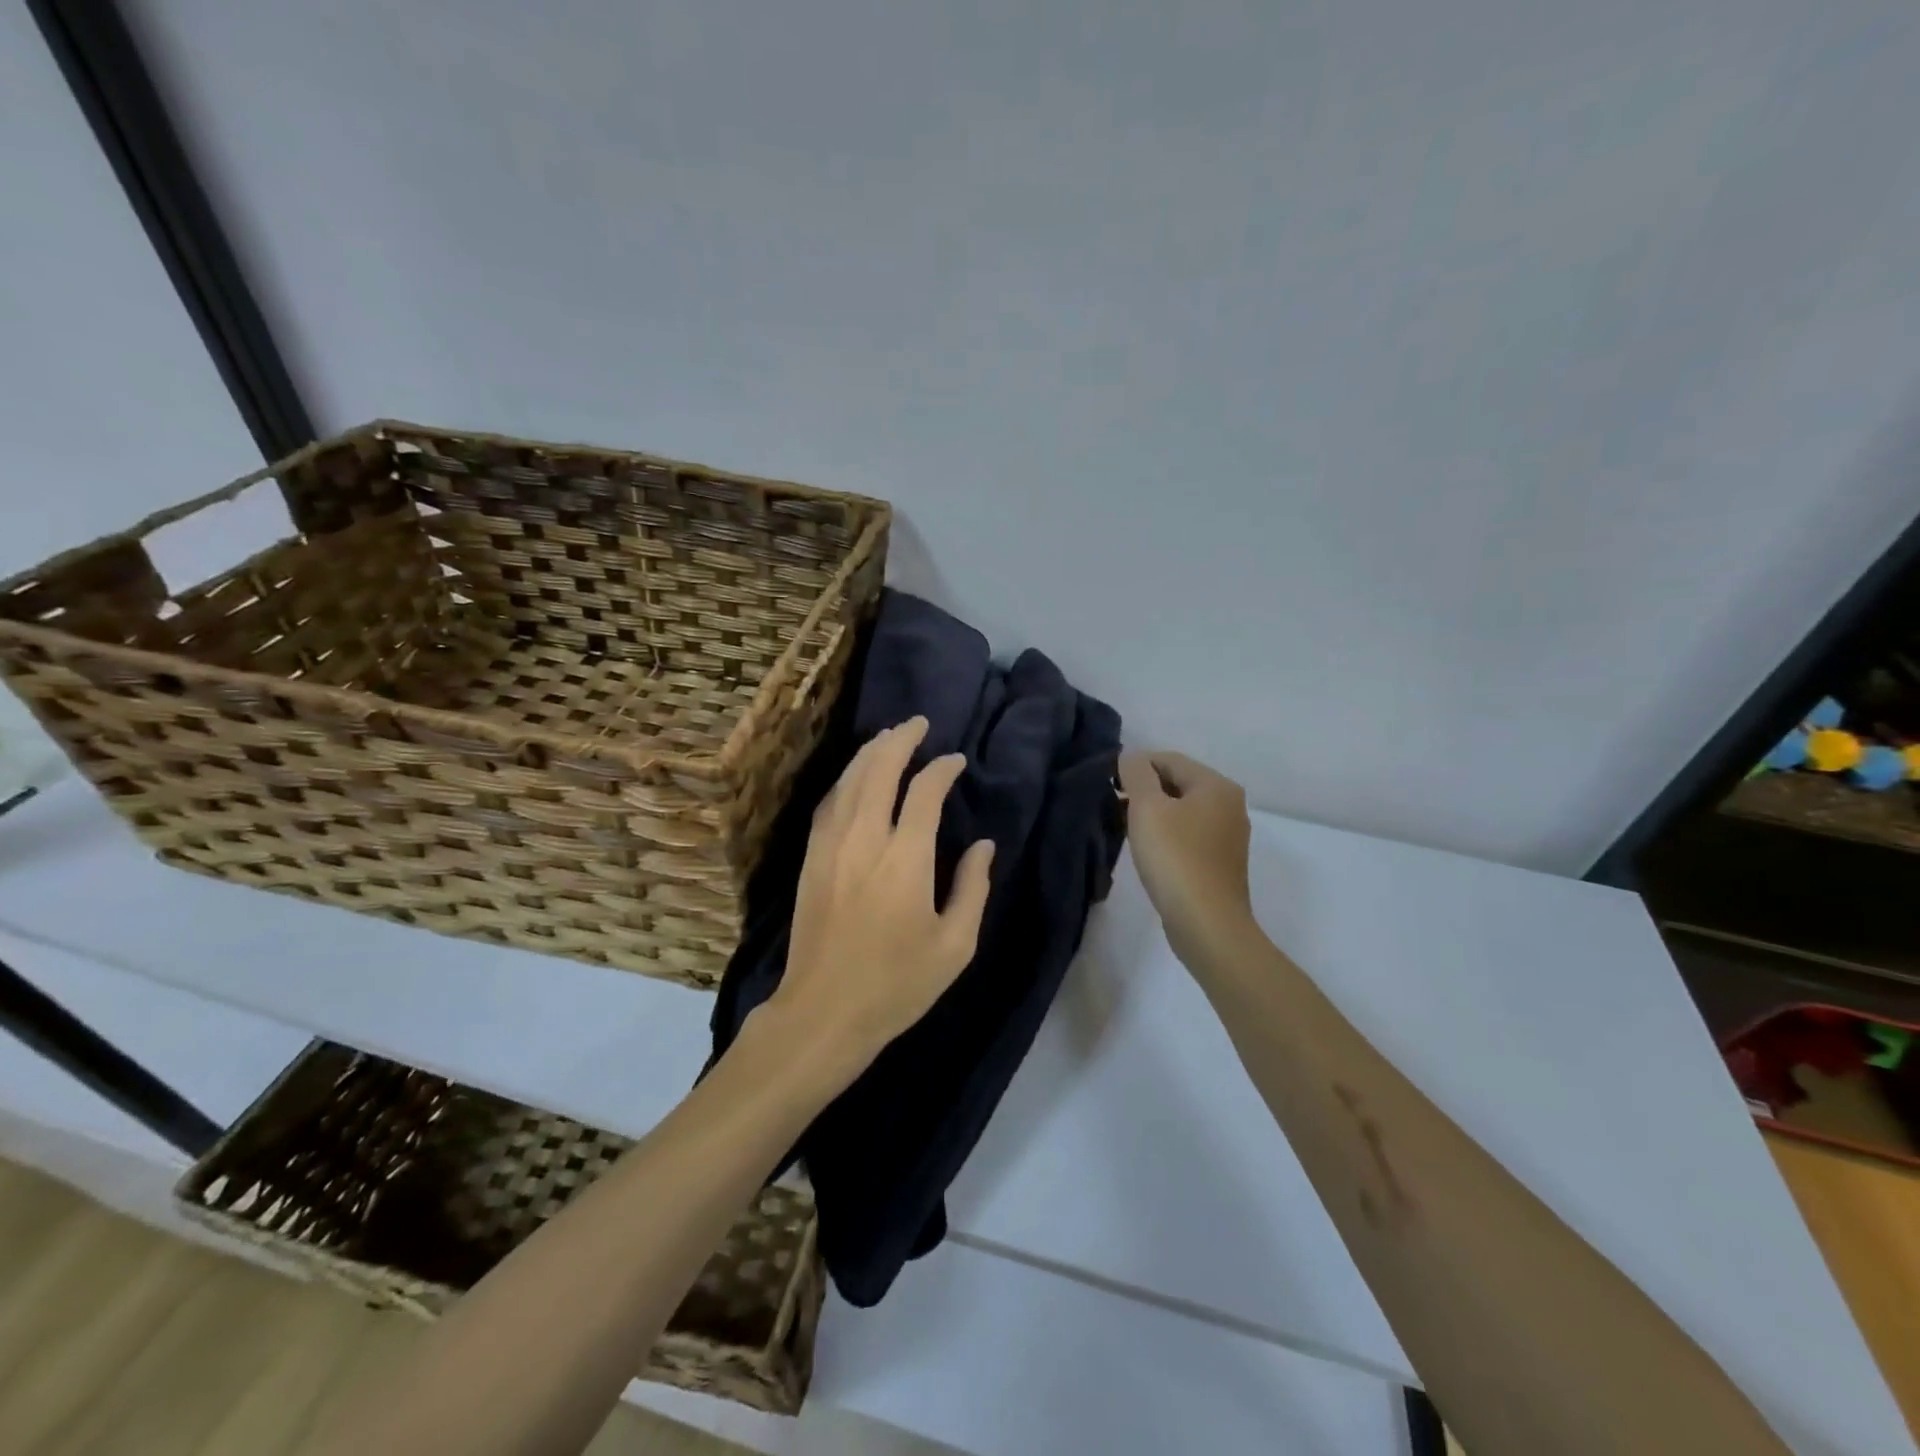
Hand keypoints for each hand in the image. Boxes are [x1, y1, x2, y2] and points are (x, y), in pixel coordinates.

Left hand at [770, 716, 994, 1068]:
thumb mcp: (955, 945)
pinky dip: (845, 780)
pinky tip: (854, 776)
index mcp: (905, 859)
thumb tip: (983, 846)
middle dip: (900, 740)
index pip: (924, 792)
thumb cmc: (897, 984)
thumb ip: (973, 888)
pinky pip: (828, 803)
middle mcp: (864, 840)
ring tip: (889, 737)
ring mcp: (831, 846)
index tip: (956, 761)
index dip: (942, 769)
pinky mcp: (810, 859)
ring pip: (849, 781)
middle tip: (918, 724)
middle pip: (879, 770)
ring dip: (870, 753)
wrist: (823, 1012)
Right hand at [1118, 749, 1256, 966]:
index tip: (1109, 785)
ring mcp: (1228, 836)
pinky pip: (1187, 835)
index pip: (1169, 759)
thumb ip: (1136, 774)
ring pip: (1182, 811)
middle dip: (1143, 790)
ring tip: (1125, 829)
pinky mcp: (1220, 863)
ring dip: (1153, 814)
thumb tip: (1131, 757)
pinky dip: (1166, 835)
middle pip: (1177, 783)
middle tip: (1113, 807)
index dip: (1135, 766)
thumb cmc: (1176, 859)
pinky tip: (1148, 852)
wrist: (1206, 924)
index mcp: (1217, 786)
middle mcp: (1229, 805)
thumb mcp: (1147, 808)